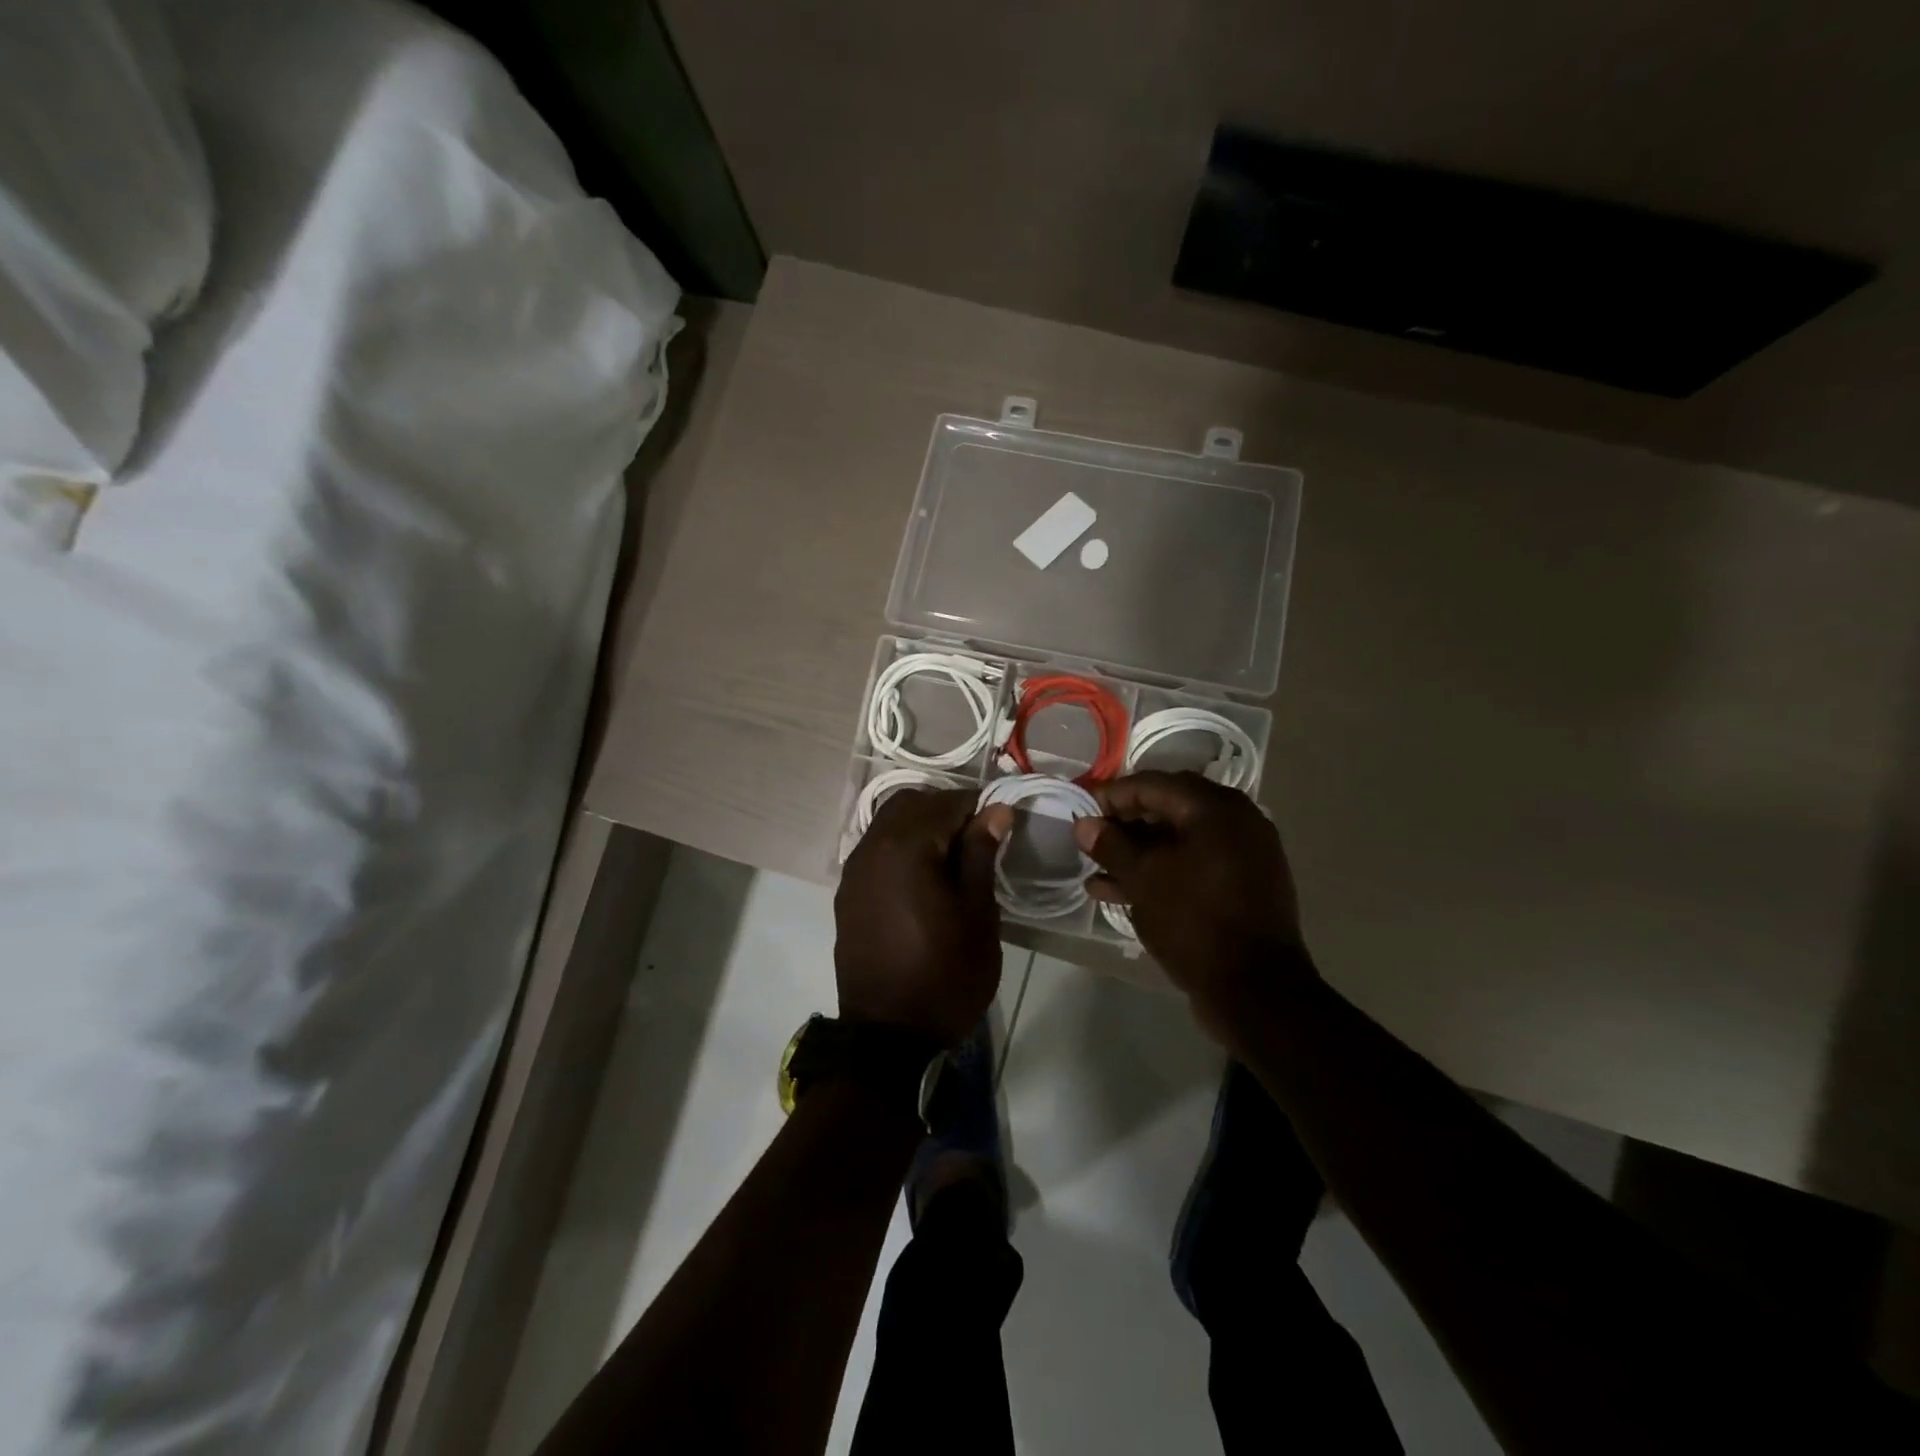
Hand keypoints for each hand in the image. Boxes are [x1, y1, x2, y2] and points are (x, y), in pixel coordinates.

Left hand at [835, 787, 1013, 1045]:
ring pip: (889, 823)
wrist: (888, 1036)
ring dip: (922, 827)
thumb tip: (995, 810)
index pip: (947, 802)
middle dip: (946, 810)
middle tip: (978, 840)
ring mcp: (854, 871)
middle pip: (911, 804)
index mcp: (906, 847)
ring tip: (952, 859)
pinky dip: (901, 847)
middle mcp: (872, 847)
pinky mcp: (847, 893)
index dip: (978, 808)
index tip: (1001, 826)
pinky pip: (876, 850)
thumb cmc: (945, 974)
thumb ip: (981, 854)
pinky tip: (923, 878)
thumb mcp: (977, 915)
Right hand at [1072, 771, 1313, 1043]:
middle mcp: (1237, 820)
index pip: (1152, 784)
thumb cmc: (1194, 922)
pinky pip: (1195, 866)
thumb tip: (1084, 824)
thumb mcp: (1143, 880)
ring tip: (1097, 872)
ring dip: (1139, 853)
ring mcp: (1245, 855)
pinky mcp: (1245, 886)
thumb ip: (1111, 845)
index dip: (1111, 796)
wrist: (1257, 991)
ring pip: (1180, 841)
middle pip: (1168, 809)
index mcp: (1215, 807)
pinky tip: (1121, 893)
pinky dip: (1163, 872)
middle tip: (1091, 840)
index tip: (1081, 811)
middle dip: (1125, 825)